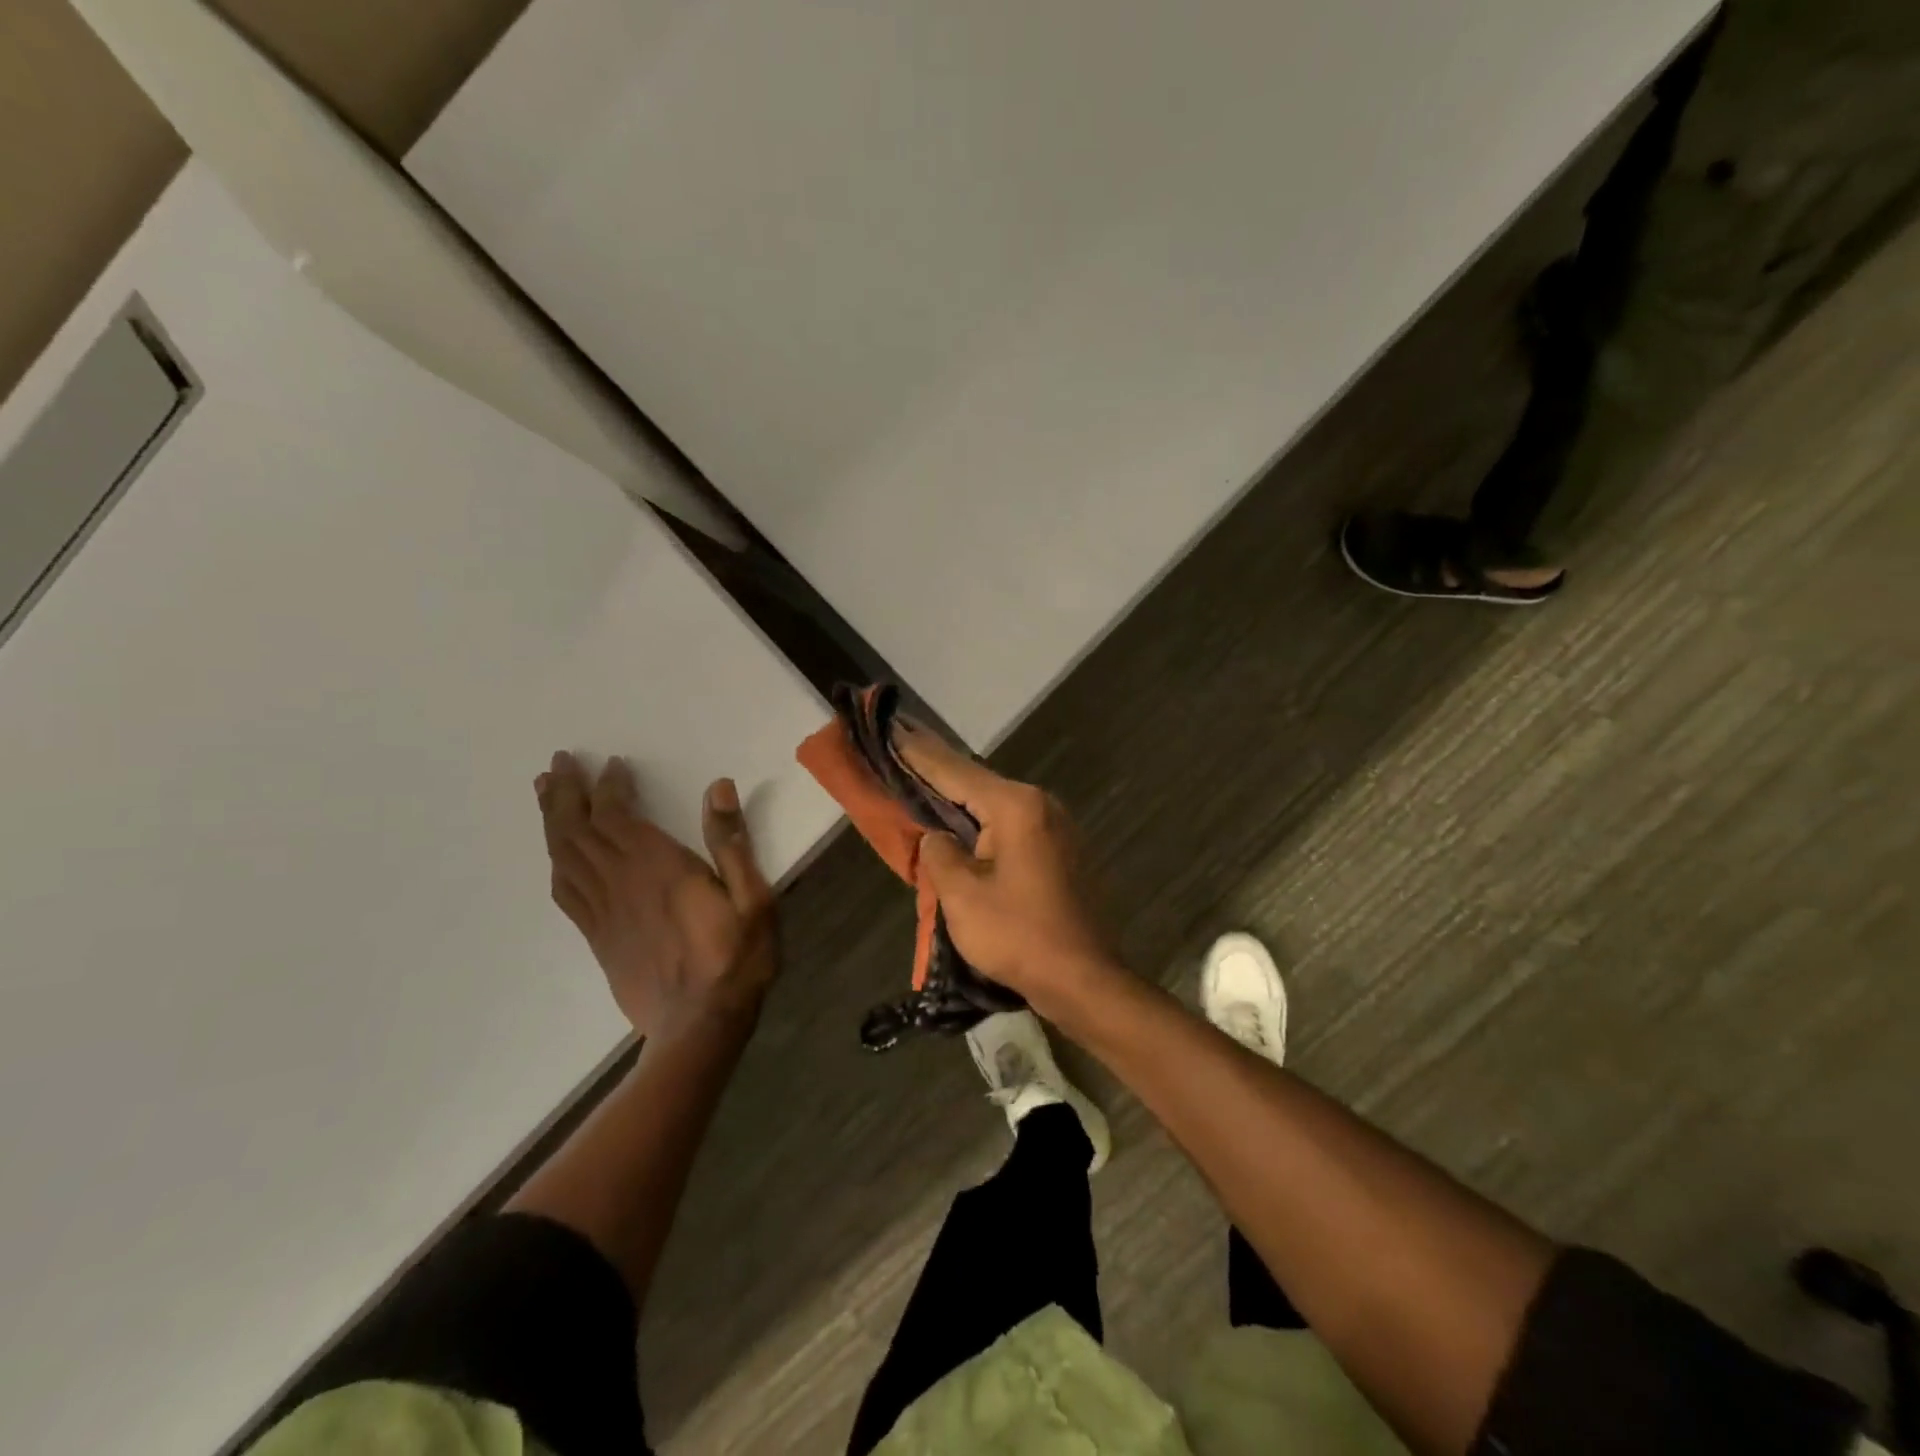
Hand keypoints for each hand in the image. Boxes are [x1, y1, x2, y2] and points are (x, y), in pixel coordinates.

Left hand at [537, 752, 776, 1039]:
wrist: (699, 1026)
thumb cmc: (736, 959)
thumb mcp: (753, 899)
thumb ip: (732, 843)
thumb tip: (718, 787)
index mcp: (658, 868)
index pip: (617, 815)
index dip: (608, 786)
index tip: (611, 763)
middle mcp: (621, 883)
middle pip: (579, 830)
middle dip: (567, 793)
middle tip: (558, 763)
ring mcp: (604, 912)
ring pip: (565, 856)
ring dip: (552, 821)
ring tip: (546, 793)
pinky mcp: (598, 937)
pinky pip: (565, 893)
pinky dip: (555, 864)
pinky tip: (555, 854)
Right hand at [894, 727, 1122, 1016]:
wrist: (1085, 980)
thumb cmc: (1019, 937)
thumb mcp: (962, 897)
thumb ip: (940, 855)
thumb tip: (938, 838)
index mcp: (1016, 807)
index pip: (956, 772)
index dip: (919, 754)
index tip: (894, 728)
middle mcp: (1041, 804)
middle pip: (978, 783)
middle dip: (939, 771)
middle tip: (902, 749)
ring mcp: (1056, 826)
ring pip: (995, 805)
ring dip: (960, 799)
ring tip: (924, 782)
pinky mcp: (1061, 850)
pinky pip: (1012, 826)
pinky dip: (982, 822)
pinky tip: (963, 825)